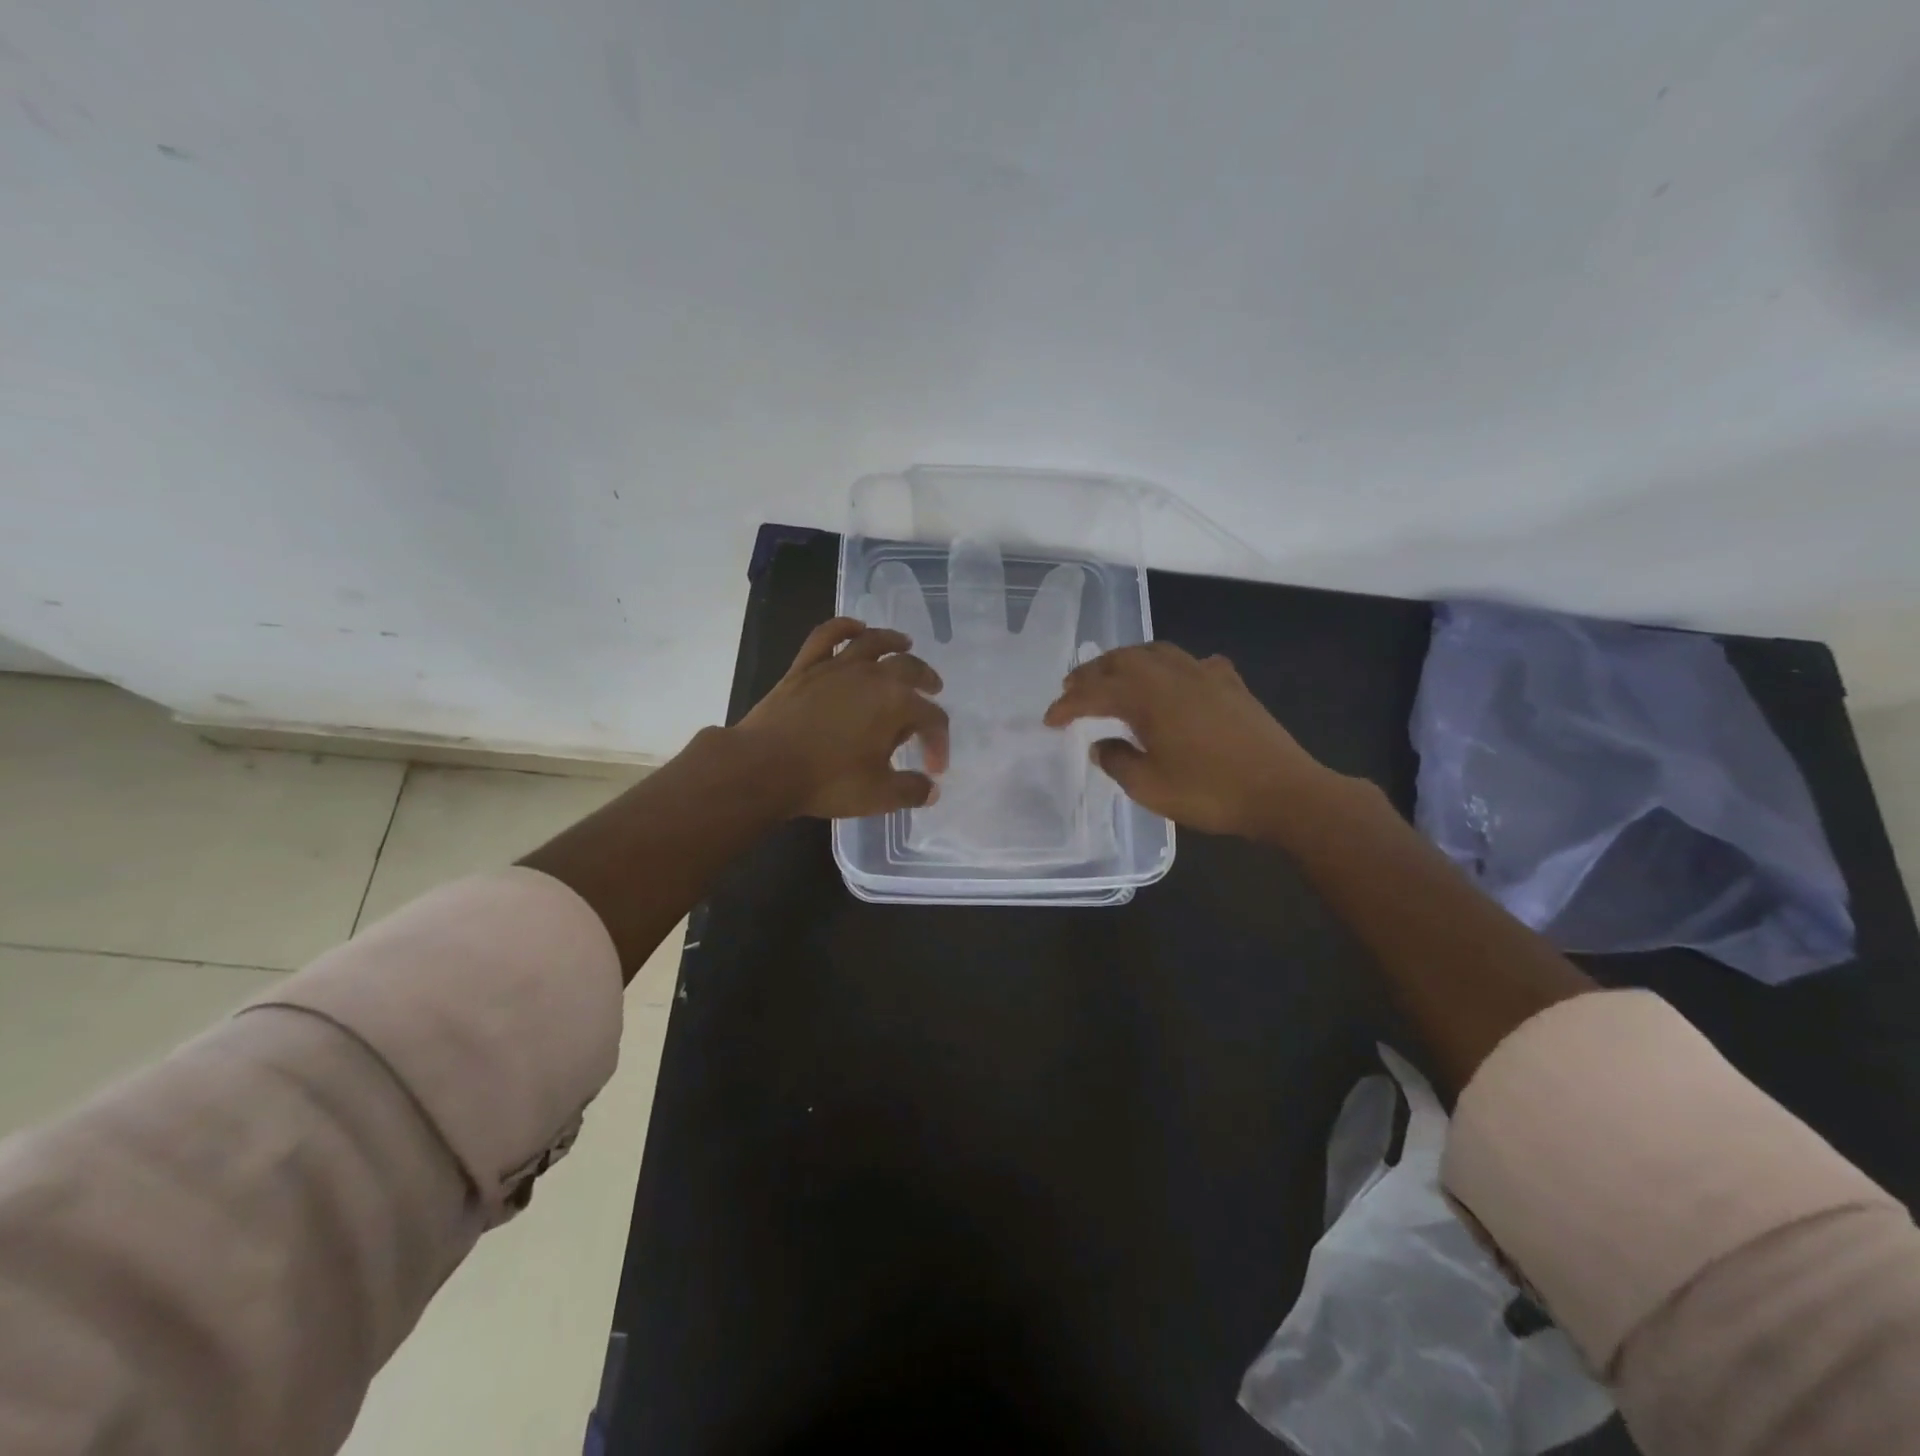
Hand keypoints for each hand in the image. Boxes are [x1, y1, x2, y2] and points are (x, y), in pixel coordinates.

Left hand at [734, 617, 950, 818]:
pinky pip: (827, 636)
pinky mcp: (806, 667)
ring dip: (893, 641)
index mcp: (897, 704)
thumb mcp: (879, 795)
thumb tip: (930, 790)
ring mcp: (836, 667)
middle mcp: (872, 676)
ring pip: (872, 642)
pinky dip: (844, 627)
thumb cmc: (828, 781)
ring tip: (904, 644)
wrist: (764, 767)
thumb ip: (911, 790)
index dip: (939, 742)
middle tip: (933, 690)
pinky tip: (854, 627)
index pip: (931, 718)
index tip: (933, 769)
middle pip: (910, 669)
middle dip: (926, 680)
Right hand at [1042, 642, 1332, 837]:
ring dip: (1127, 660)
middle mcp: (1173, 675)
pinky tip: (1175, 682)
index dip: (1068, 705)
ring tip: (1113, 676)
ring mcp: (1206, 675)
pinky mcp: (1231, 685)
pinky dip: (1171, 667)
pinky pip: (1193, 663)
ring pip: (1157, 652)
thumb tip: (1101, 745)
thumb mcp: (1150, 788)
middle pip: (1122, 660)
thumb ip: (1117, 761)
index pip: (1095, 693)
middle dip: (1092, 672)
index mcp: (1148, 697)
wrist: (1283, 792)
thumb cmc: (1210, 792)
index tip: (1049, 720)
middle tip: (1071, 688)